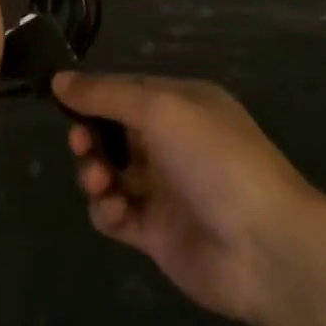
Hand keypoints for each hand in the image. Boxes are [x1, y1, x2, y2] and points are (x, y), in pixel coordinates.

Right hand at [54, 72, 318, 325]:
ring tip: (98, 181)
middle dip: (89, 135)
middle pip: (111, 132)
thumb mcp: (158, 109)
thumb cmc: (213, 158)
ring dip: (93, 172)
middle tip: (81, 144)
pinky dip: (106, 209)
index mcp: (180, 105)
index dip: (92, 95)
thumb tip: (59, 79)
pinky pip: (115, 214)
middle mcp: (171, 142)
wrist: (265, 246)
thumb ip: (105, 95)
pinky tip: (115, 210)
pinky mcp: (156, 233)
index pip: (124, 91)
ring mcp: (164, 189)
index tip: (59, 98)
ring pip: (109, 171)